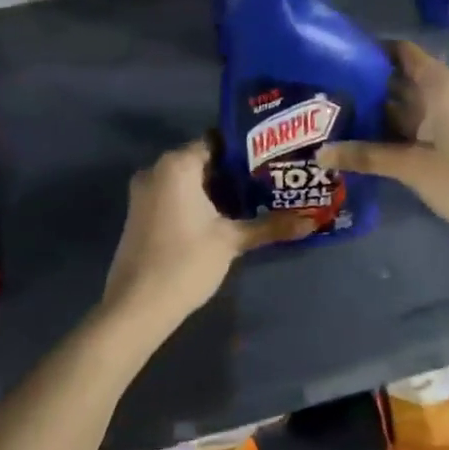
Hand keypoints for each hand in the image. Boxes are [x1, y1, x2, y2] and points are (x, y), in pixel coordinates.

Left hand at [102, 140, 311, 336]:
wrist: (135, 308)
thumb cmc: (185, 262)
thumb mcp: (231, 241)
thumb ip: (271, 225)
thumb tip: (312, 221)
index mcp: (177, 165)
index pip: (217, 141)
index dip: (246, 149)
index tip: (272, 158)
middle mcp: (156, 170)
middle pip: (204, 160)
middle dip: (235, 171)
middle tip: (271, 179)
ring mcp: (144, 193)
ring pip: (189, 180)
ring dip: (218, 189)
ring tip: (256, 198)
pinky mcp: (141, 215)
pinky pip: (175, 195)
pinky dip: (198, 201)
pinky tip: (225, 218)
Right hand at [317, 41, 448, 236]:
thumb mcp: (410, 166)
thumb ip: (366, 155)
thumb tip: (321, 153)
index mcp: (440, 85)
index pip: (404, 53)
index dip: (374, 52)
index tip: (342, 57)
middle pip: (404, 78)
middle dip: (371, 85)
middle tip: (332, 92)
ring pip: (412, 103)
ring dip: (383, 109)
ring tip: (343, 114)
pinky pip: (423, 120)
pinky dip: (399, 125)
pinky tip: (371, 137)